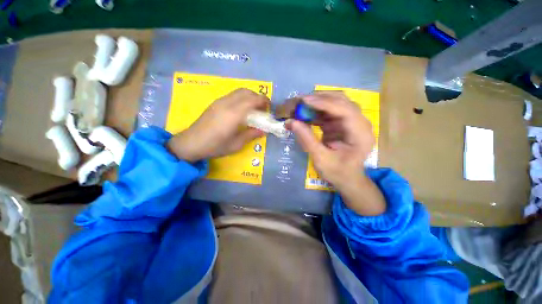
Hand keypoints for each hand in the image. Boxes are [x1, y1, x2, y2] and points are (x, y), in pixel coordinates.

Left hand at [167, 88, 268, 161]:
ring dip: (249, 96)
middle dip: (257, 97)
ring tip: (253, 109)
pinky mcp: (215, 103)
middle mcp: (227, 103)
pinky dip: (241, 98)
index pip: (253, 100)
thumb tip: (263, 130)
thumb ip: (251, 135)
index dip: (263, 101)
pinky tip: (241, 110)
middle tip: (262, 109)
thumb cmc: (215, 146)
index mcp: (234, 114)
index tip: (269, 108)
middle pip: (246, 92)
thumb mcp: (236, 144)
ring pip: (239, 91)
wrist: (191, 143)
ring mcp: (220, 101)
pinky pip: (232, 95)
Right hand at [289, 91, 385, 215]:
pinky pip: (330, 112)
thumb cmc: (337, 172)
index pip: (345, 110)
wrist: (347, 179)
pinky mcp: (343, 123)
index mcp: (360, 134)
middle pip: (341, 101)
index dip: (324, 103)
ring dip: (317, 103)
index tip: (304, 100)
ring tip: (300, 106)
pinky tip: (305, 114)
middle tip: (299, 101)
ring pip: (335, 103)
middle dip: (319, 99)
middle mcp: (360, 123)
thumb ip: (307, 139)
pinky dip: (317, 111)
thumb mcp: (320, 159)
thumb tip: (290, 122)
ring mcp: (352, 122)